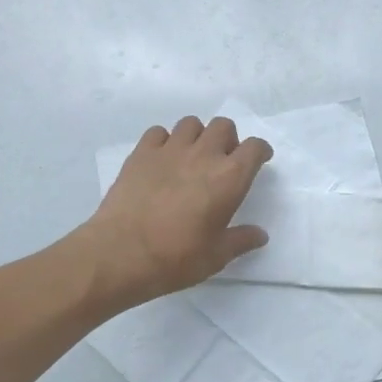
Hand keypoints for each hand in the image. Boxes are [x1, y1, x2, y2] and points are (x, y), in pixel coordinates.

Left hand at [82, 116, 273, 306]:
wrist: (121, 253)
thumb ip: (241, 240)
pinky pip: (158, 132)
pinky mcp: (141, 153)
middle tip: (222, 161)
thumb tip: (260, 235)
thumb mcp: (216, 256)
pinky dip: (164, 141)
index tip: (259, 160)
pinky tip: (162, 160)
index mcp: (229, 178)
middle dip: (228, 139)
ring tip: (191, 158)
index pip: (254, 148)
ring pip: (191, 124)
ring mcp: (170, 150)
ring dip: (197, 136)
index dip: (260, 151)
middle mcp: (203, 155)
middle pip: (224, 126)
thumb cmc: (176, 257)